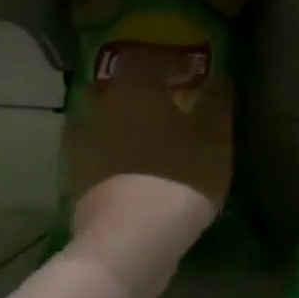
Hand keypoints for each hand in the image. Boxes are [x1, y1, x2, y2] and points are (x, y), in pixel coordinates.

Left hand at [65, 49, 232, 270]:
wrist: (131, 237)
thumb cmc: (180, 175)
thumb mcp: (214, 138)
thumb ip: (216, 102)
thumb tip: (221, 75)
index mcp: (136, 89)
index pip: (149, 60)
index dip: (171, 61)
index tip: (191, 69)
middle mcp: (104, 107)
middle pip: (123, 88)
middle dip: (145, 91)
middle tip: (171, 101)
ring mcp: (84, 143)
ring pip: (108, 119)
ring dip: (129, 122)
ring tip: (154, 136)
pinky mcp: (77, 176)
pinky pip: (100, 151)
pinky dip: (116, 151)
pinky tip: (135, 165)